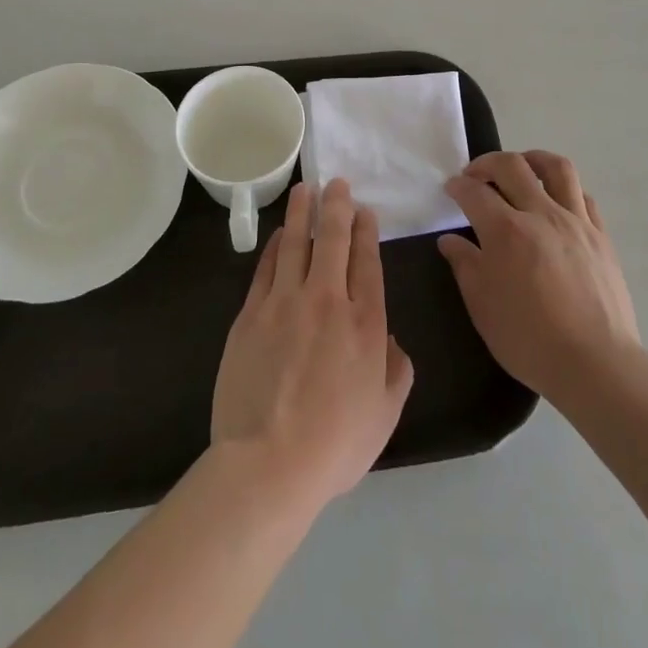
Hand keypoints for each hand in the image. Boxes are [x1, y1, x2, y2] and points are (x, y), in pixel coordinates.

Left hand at [211, 180, 414, 508]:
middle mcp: (327, 300)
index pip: (367, 261)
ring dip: (302, 213)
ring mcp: (284, 303)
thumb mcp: (385, 413)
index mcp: (365, 322)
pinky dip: (274, 247)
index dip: (366, 231)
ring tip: (306, 189)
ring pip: (295, 243)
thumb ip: (397, 370)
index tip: (365, 210)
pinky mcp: (250, 314)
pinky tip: (278, 235)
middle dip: (337, 206)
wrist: (268, 463)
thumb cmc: (335, 444)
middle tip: (337, 183)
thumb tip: (392, 340)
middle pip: (333, 240)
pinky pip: (266, 268)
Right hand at [439, 151, 640, 408]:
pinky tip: (556, 200)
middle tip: (476, 175)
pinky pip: (583, 195)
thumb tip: (450, 241)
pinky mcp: (601, 235)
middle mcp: (540, 214)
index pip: (475, 192)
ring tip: (520, 167)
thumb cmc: (530, 340)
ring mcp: (576, 221)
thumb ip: (465, 266)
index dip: (458, 186)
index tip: (451, 188)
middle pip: (512, 166)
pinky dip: (564, 188)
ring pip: (556, 167)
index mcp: (506, 231)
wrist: (597, 364)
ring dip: (532, 159)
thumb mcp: (482, 307)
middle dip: (487, 163)